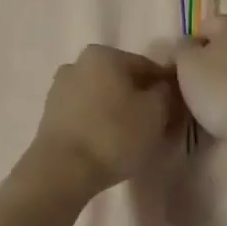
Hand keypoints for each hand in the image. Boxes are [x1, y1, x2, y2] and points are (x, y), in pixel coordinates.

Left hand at [30, 44, 181, 196]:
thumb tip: (163, 86)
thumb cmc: (113, 135)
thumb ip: (165, 92)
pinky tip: (108, 145)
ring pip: (102, 97)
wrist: (62, 171)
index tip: (176, 110)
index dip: (165, 88)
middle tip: (156, 127)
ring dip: (118, 111)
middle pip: (122, 80)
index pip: (146, 66)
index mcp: (103, 54)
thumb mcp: (155, 112)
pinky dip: (99, 123)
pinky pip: (85, 113)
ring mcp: (60, 88)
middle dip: (140, 99)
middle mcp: (78, 63)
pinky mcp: (50, 115)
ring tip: (132, 140)